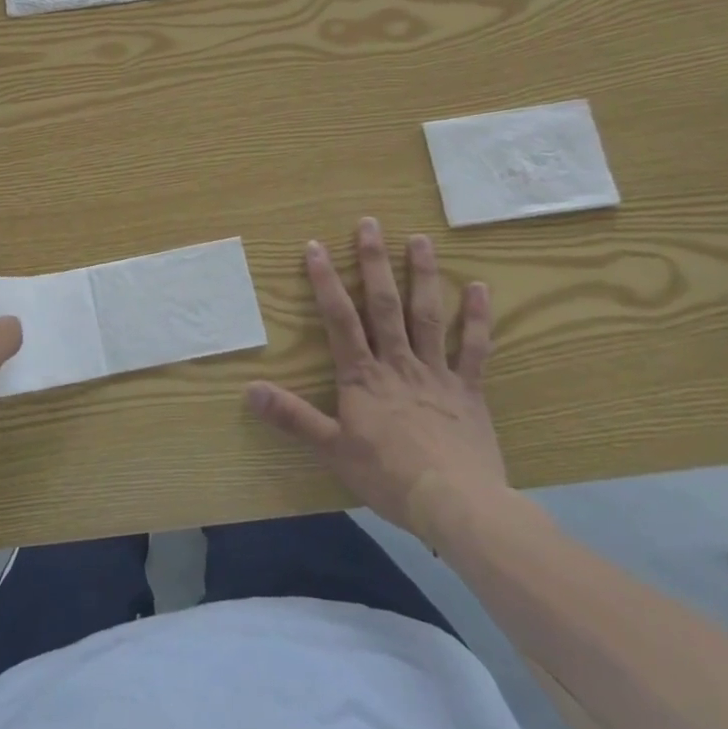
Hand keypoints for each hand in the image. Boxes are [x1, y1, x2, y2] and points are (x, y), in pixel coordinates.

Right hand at [245, 217, 507, 537]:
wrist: (456, 504)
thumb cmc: (389, 476)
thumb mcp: (331, 449)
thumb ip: (292, 417)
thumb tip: (248, 390)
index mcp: (363, 376)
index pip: (339, 319)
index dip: (325, 281)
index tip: (315, 246)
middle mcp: (398, 362)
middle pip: (383, 304)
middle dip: (374, 262)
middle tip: (370, 224)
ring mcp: (436, 372)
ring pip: (427, 315)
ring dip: (422, 275)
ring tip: (419, 239)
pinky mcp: (469, 390)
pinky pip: (474, 348)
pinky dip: (476, 317)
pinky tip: (479, 288)